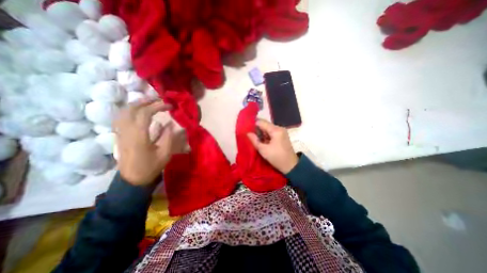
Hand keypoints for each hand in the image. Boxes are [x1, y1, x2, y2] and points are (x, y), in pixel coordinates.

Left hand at [113, 99, 173, 186]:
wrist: (132, 178)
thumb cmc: (151, 166)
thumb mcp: (165, 154)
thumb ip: (169, 137)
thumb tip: (171, 123)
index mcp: (139, 135)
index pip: (145, 113)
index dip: (158, 106)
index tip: (169, 106)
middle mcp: (126, 130)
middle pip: (132, 108)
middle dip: (147, 101)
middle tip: (160, 100)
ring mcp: (120, 132)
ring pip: (124, 111)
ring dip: (137, 103)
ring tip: (150, 102)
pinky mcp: (119, 135)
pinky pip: (121, 117)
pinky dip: (130, 110)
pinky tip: (138, 111)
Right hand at [249, 118, 298, 172]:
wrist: (291, 166)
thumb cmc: (277, 158)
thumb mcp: (263, 150)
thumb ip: (255, 140)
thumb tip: (248, 133)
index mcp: (276, 130)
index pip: (262, 122)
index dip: (253, 124)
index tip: (246, 129)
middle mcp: (279, 128)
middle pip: (265, 125)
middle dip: (257, 129)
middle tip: (249, 135)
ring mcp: (281, 132)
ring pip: (268, 129)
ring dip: (261, 133)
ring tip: (254, 138)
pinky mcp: (282, 136)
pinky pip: (271, 133)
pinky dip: (266, 136)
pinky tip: (261, 141)